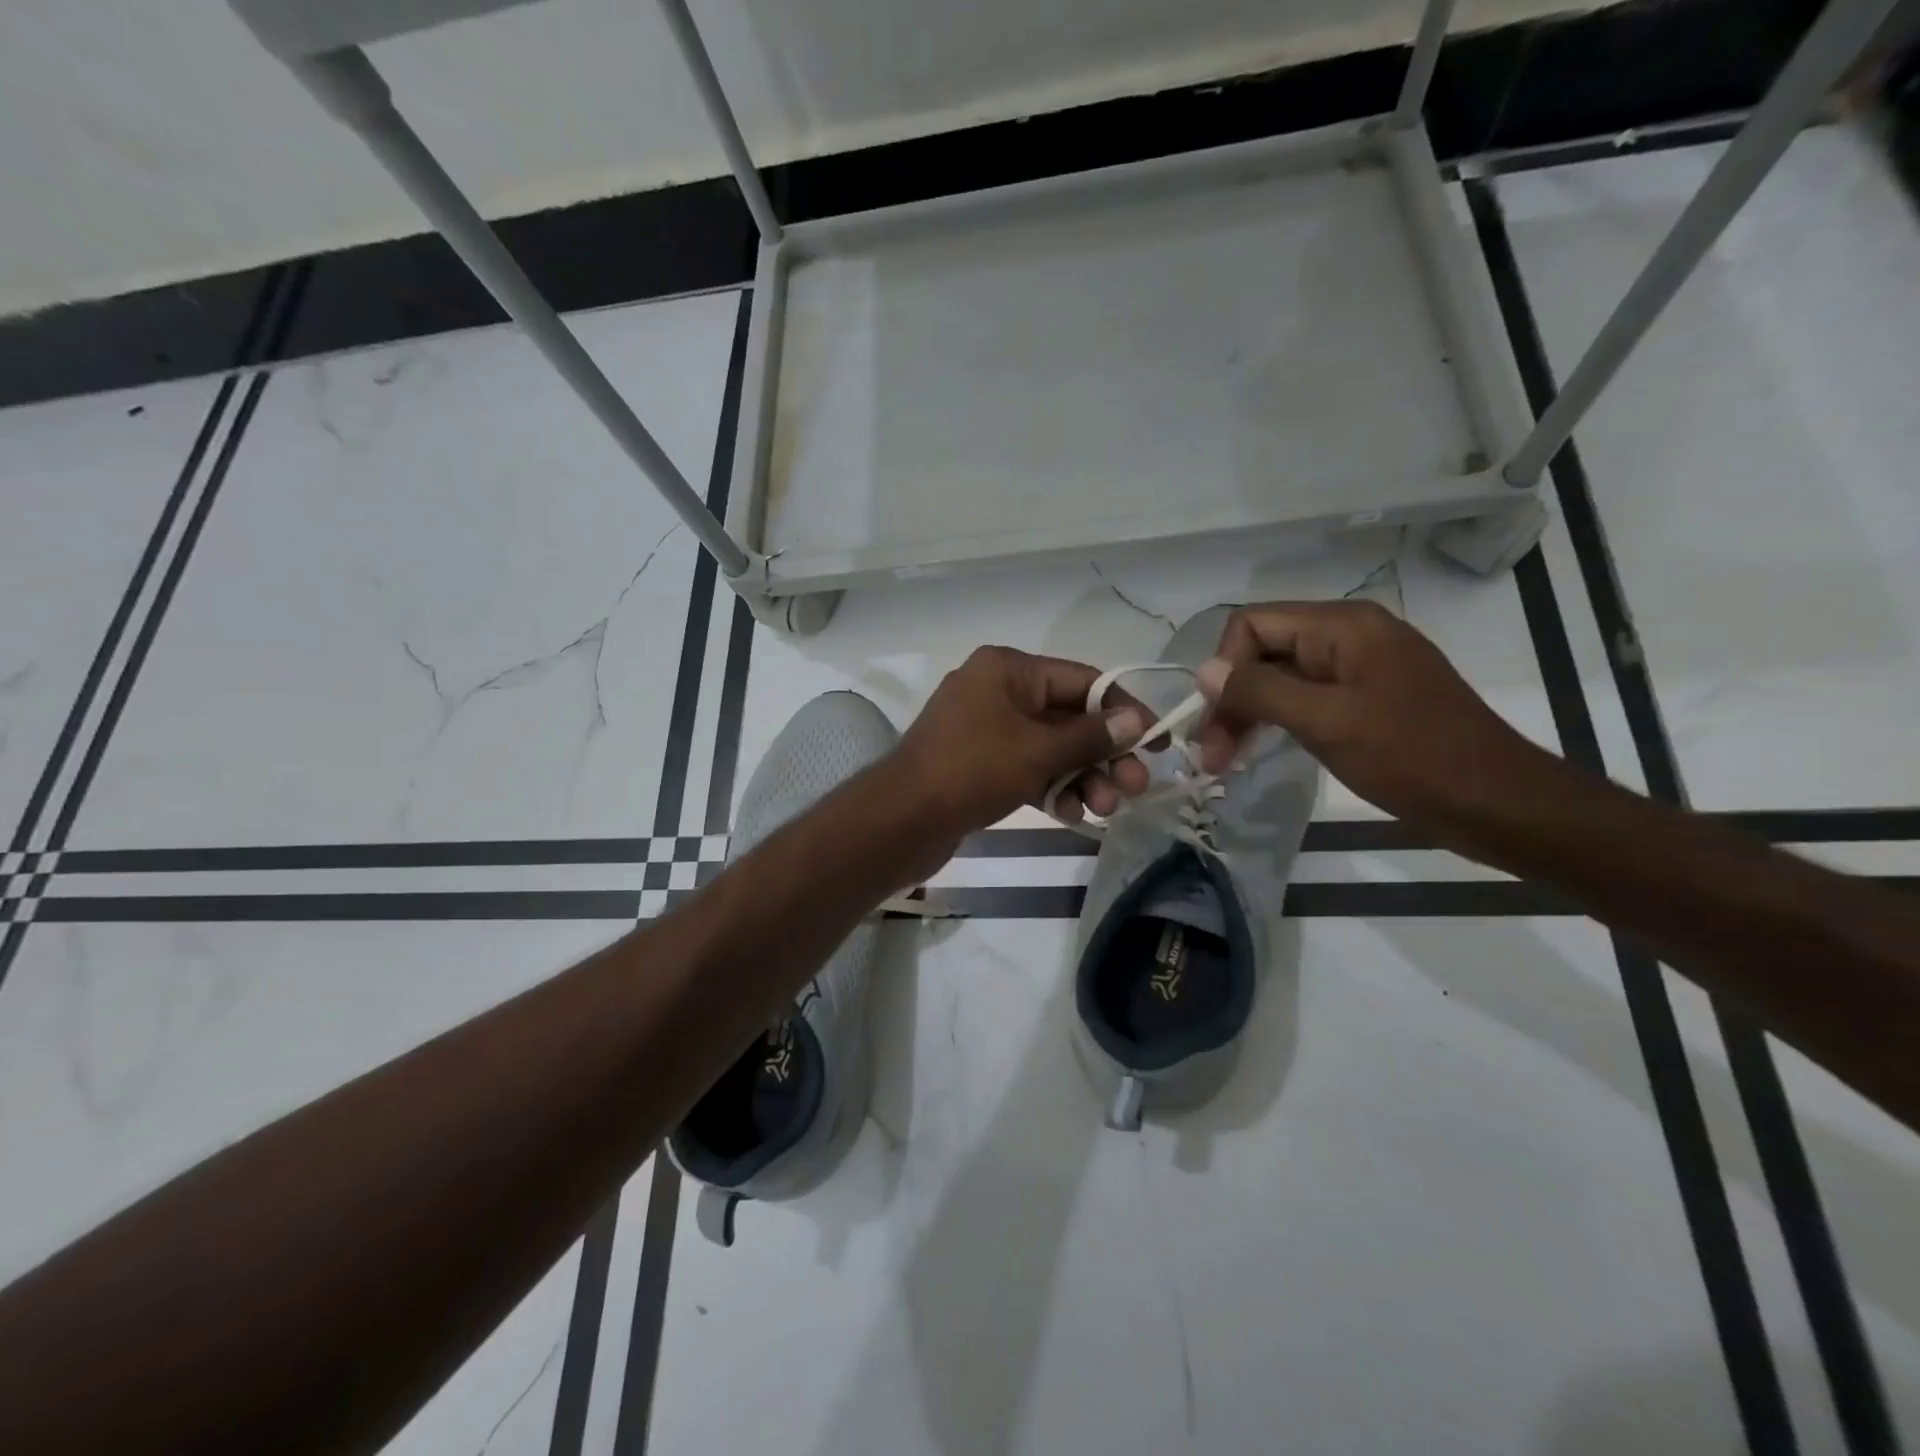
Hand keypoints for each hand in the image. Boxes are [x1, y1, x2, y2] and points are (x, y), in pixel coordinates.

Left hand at [896, 646, 1148, 840]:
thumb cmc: (973, 770)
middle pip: (1068, 718)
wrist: (902, 820)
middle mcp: (997, 691)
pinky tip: (1072, 814)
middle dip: (1103, 755)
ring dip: (1081, 776)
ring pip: (1049, 748)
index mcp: (1008, 669)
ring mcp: (985, 729)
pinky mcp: (978, 764)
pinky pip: (1026, 768)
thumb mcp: (1039, 750)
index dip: (1124, 709)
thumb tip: (1135, 721)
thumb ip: (1091, 736)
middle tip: (1135, 787)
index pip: (1082, 681)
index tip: (1157, 740)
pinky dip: (1050, 787)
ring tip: (1105, 809)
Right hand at [1192, 600, 1539, 822]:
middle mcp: (1349, 636)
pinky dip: (1277, 722)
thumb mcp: (1327, 722)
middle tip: (1210, 757)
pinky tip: (1263, 750)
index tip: (1214, 721)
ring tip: (1225, 761)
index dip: (1224, 668)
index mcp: (1343, 626)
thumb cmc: (1412, 758)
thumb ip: (1260, 691)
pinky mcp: (1367, 699)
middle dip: (1230, 698)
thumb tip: (1203, 671)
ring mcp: (1360, 668)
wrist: (1497, 804)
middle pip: (1263, 652)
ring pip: (1281, 678)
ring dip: (1247, 715)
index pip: (1252, 624)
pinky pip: (1306, 698)